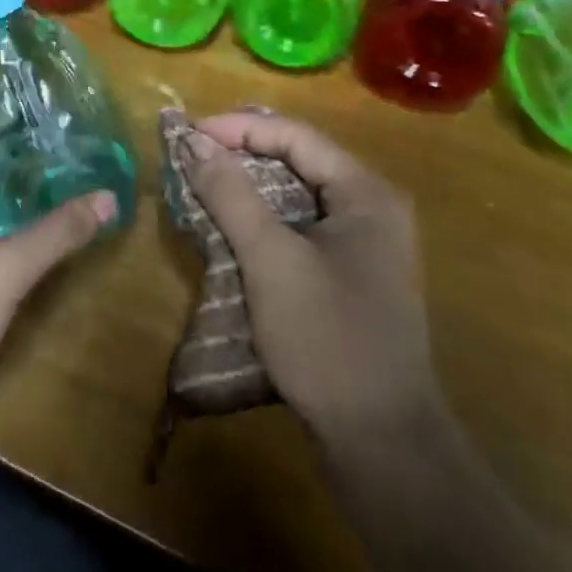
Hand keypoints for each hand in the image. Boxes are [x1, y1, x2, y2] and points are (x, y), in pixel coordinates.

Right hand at [186, 111, 440, 448]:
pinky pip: (302, 225)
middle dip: (242, 152)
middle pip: (298, 159)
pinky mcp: (353, 273)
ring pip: (298, 193)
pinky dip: (265, 218)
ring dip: (250, 186)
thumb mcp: (271, 260)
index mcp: (365, 192)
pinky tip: (234, 227)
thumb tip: (193, 143)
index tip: (188, 136)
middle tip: (192, 156)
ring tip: (204, 183)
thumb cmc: (327, 339)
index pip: (294, 136)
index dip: (237, 128)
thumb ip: (231, 195)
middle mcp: (373, 206)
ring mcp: (366, 243)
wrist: (384, 442)